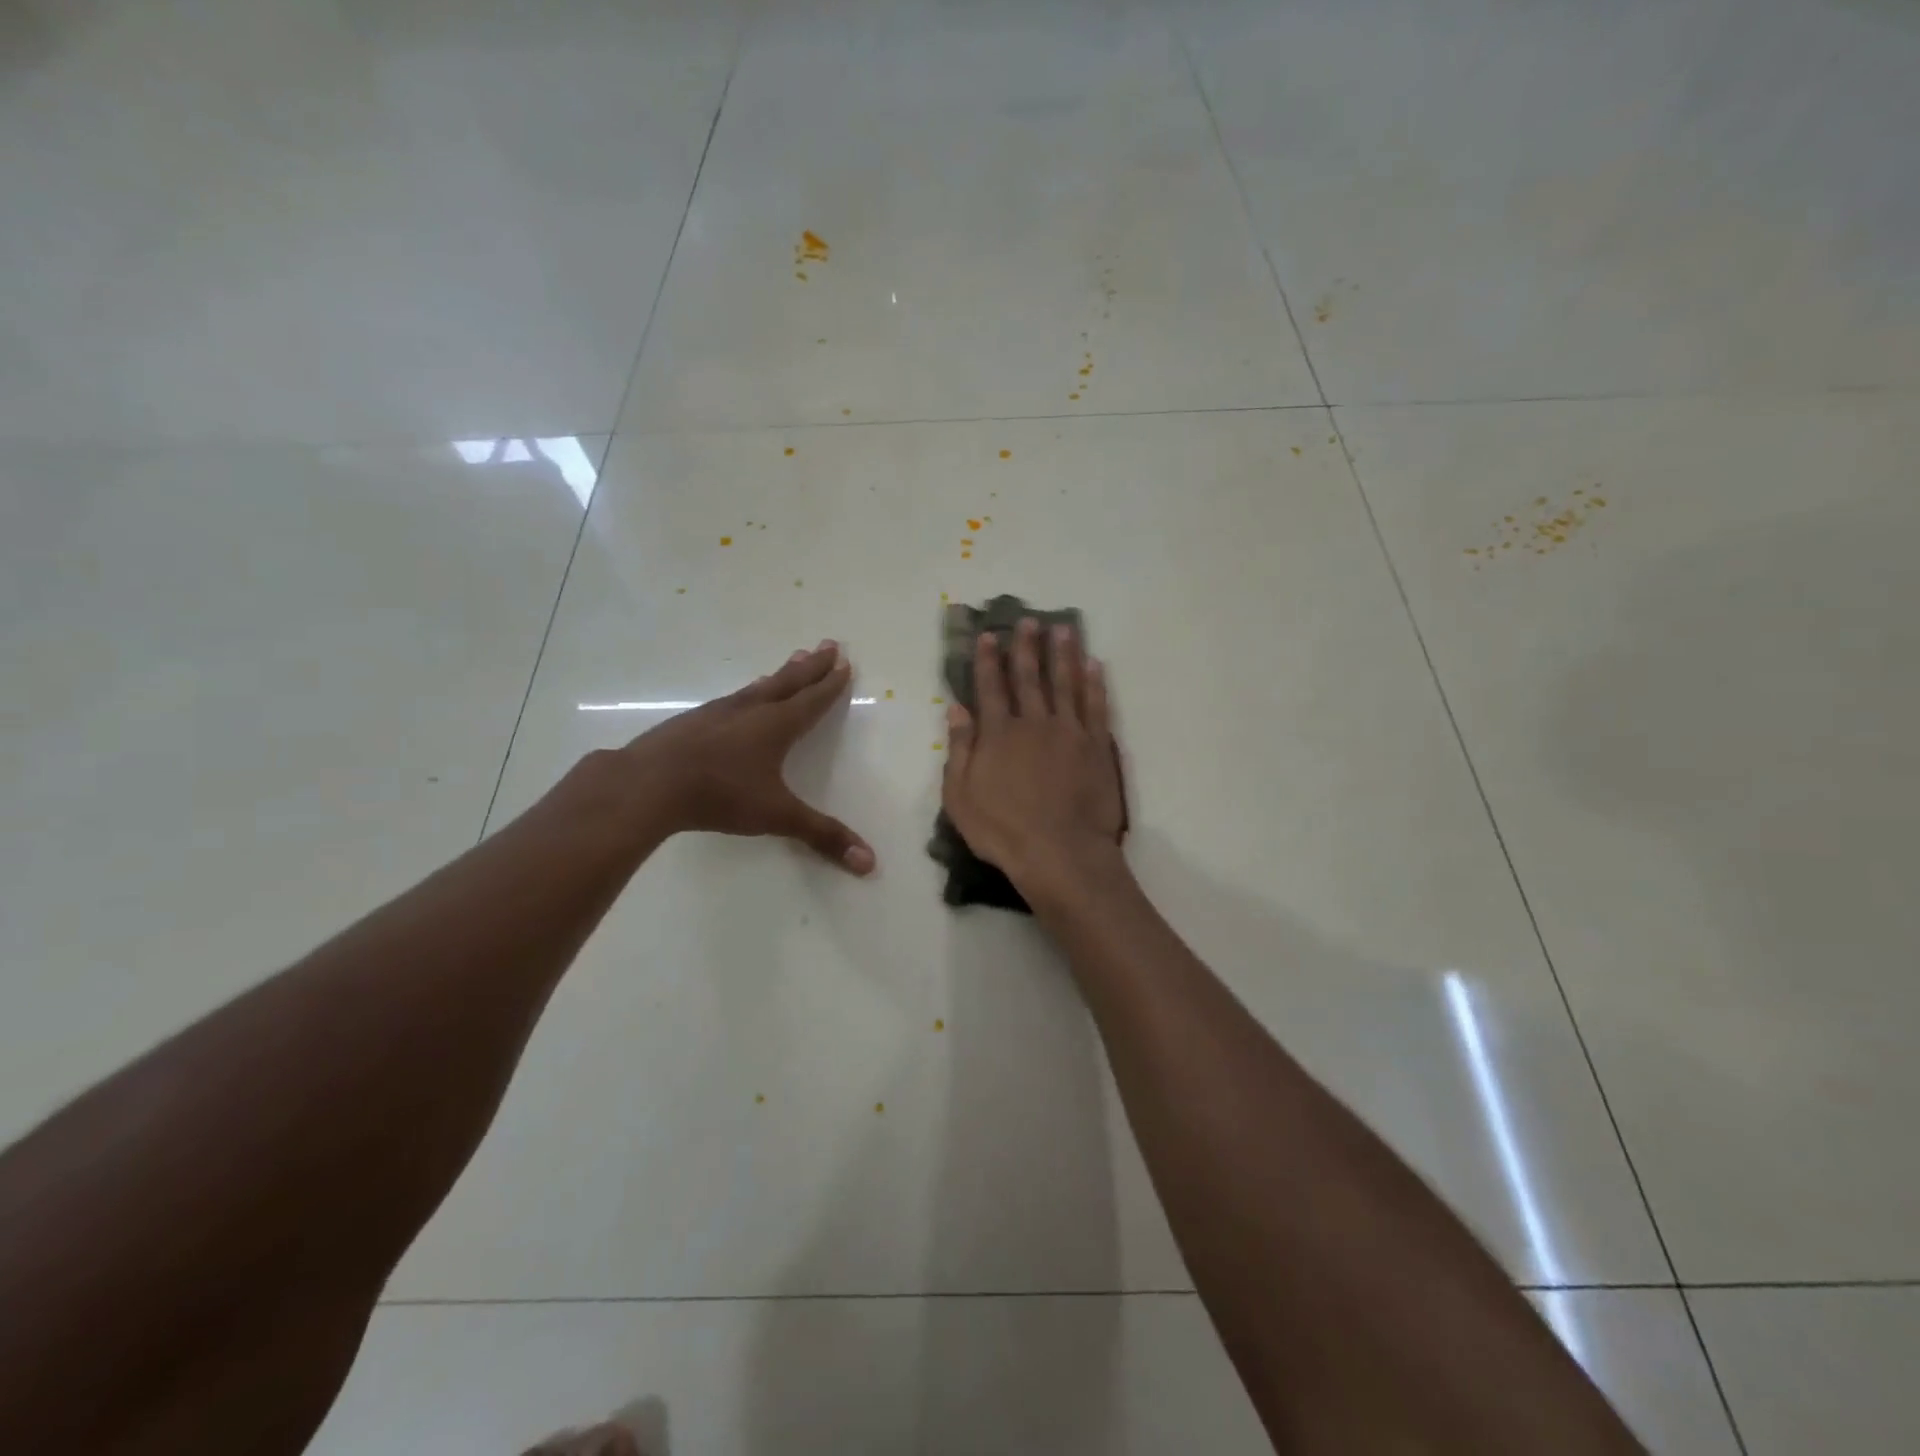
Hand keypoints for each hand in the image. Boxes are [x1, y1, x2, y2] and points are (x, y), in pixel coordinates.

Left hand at [623, 640, 875, 873]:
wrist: (648, 784)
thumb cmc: (720, 795)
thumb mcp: (777, 816)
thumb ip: (822, 835)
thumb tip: (870, 862)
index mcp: (776, 726)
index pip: (812, 700)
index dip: (831, 684)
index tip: (845, 662)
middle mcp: (750, 710)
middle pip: (788, 682)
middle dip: (812, 666)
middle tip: (829, 644)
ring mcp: (717, 713)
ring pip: (759, 687)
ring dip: (780, 674)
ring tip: (794, 659)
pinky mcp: (691, 722)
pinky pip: (733, 699)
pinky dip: (749, 691)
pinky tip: (742, 697)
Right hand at [941, 618, 1126, 899]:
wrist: (1060, 853)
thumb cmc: (1002, 830)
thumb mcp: (960, 796)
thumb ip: (959, 749)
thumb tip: (956, 708)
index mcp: (999, 734)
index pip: (991, 687)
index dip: (989, 659)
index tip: (990, 635)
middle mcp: (1034, 723)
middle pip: (1030, 677)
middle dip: (1027, 647)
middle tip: (1029, 620)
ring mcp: (1069, 732)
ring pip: (1066, 682)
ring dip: (1063, 654)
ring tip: (1064, 629)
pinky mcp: (1097, 746)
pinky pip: (1096, 705)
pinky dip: (1095, 683)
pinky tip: (1094, 665)